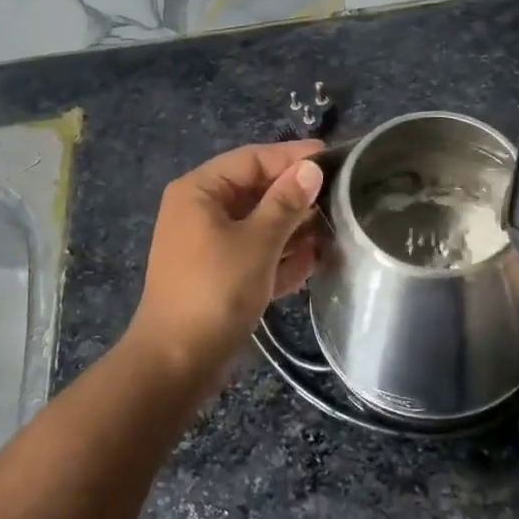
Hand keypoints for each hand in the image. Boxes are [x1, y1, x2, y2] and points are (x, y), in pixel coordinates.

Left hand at [125, 140, 326, 393]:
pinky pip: (254, 253)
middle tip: (341, 201)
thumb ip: (286, 203)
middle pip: (256, 191)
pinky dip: (278, 257)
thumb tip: (311, 169)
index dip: (293, 157)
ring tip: (333, 234)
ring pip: (258, 224)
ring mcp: (207, 244)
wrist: (177, 362)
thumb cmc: (216, 290)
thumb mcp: (258, 242)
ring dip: (293, 231)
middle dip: (296, 199)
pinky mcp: (218, 274)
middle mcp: (200, 210)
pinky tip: (311, 264)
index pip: (252, 159)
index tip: (335, 159)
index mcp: (200, 191)